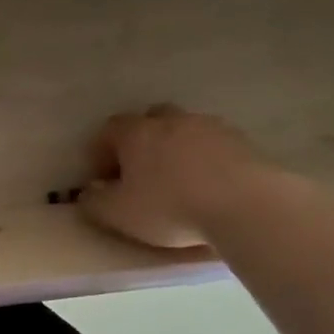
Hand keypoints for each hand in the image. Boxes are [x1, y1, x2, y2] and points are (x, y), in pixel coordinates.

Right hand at [78, 107, 276, 250]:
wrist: (246, 206)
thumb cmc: (170, 207)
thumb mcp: (118, 213)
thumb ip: (95, 202)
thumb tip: (88, 192)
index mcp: (136, 133)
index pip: (110, 129)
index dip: (101, 150)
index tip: (102, 176)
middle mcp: (172, 121)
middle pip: (150, 120)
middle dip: (142, 141)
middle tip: (140, 171)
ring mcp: (211, 128)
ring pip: (186, 130)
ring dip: (177, 149)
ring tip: (178, 180)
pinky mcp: (244, 143)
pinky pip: (216, 146)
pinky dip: (207, 160)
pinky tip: (209, 186)